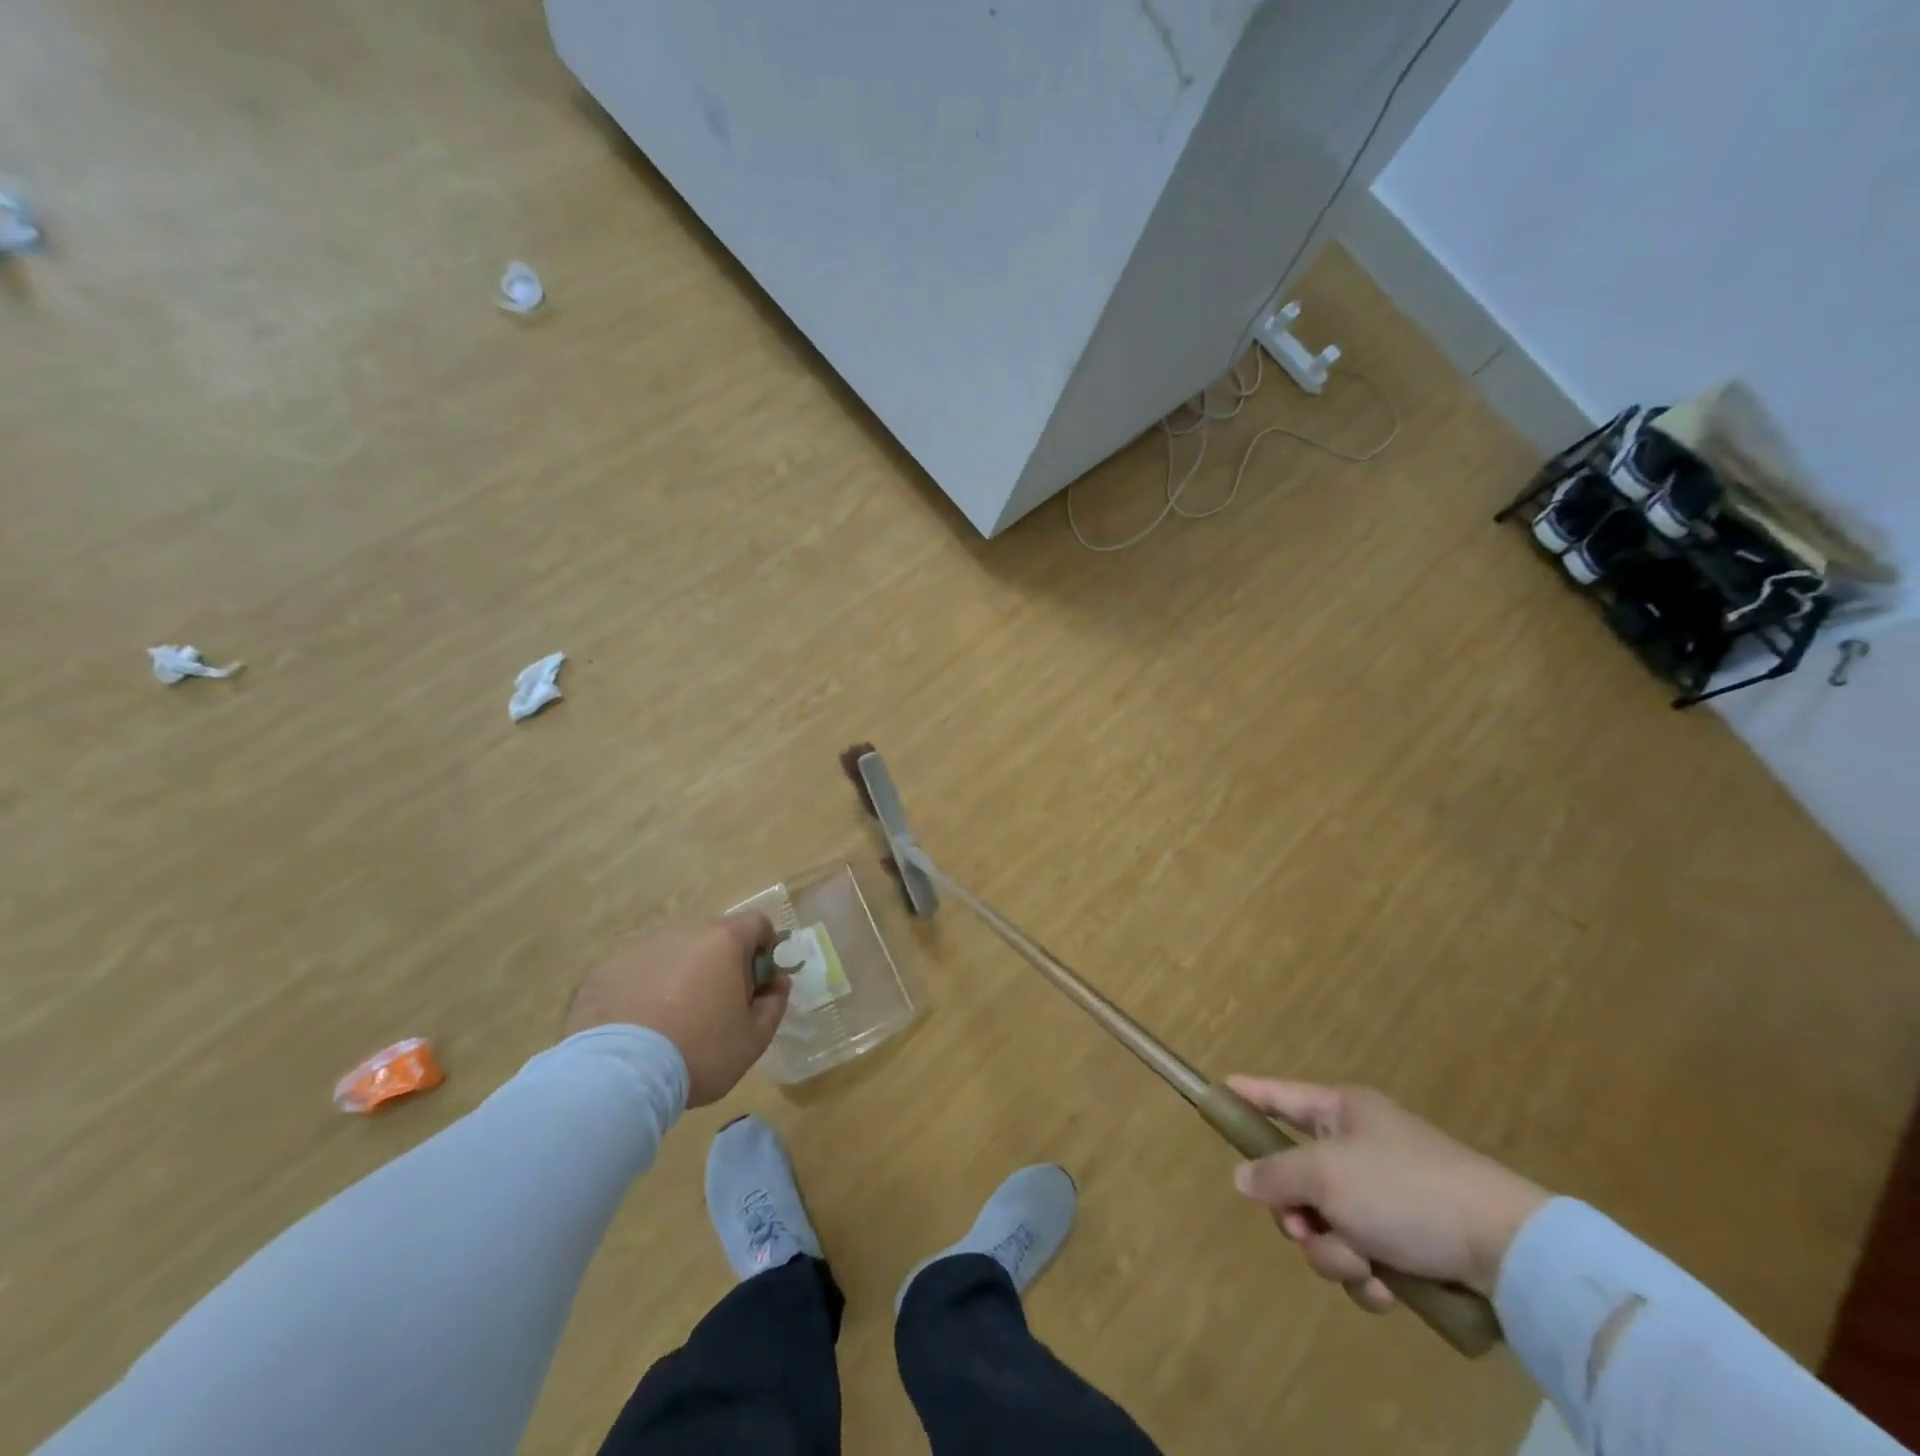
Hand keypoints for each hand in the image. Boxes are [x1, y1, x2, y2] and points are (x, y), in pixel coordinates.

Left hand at [563, 914, 789, 1105]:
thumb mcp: (754, 1039)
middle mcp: (683, 933)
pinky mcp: (604, 971)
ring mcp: (640, 949)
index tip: (758, 982)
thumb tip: (777, 982)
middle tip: (716, 1008)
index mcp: (724, 941)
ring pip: (672, 954)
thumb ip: (774, 1003)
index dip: (764, 948)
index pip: (757, 924)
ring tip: (670, 1023)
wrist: (618, 1076)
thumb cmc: (699, 1051)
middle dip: (720, 964)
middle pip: (713, 938)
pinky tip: (637, 1030)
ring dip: (679, 976)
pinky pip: (635, 974)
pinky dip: (642, 992)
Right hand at [1227, 1078, 1549, 1310]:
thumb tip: (1243, 1177)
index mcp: (1343, 1112)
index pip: (1281, 1096)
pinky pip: (1360, 1258)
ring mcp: (1385, 1197)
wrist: (1508, 1249)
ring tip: (1364, 1264)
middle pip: (1297, 1177)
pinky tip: (1388, 1287)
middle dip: (1298, 1213)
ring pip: (1325, 1226)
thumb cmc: (1405, 1189)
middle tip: (1304, 1226)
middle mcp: (1360, 1148)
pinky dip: (1367, 1276)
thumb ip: (1275, 1174)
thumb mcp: (1327, 1174)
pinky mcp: (1409, 1243)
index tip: (1219, 1091)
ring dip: (1334, 1252)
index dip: (1250, 1094)